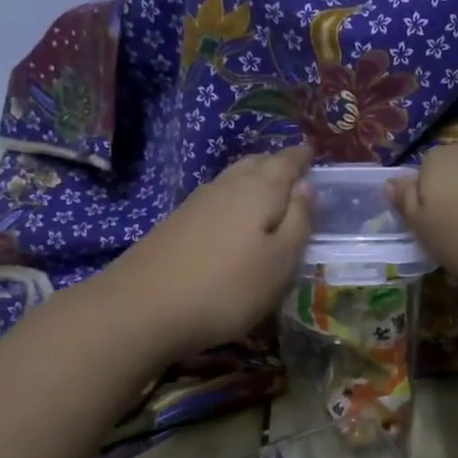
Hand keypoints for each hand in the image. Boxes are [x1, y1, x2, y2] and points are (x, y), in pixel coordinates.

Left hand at [109, 144, 313, 354]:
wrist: (144, 307)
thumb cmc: (228, 288)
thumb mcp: (280, 262)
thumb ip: (299, 221)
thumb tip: (306, 185)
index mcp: (259, 191)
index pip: (286, 163)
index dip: (301, 157)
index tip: (312, 150)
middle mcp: (226, 187)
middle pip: (256, 164)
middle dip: (276, 163)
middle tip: (293, 166)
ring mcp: (196, 203)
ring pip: (233, 178)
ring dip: (253, 176)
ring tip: (267, 185)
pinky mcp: (176, 223)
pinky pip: (215, 197)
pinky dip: (232, 196)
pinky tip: (231, 213)